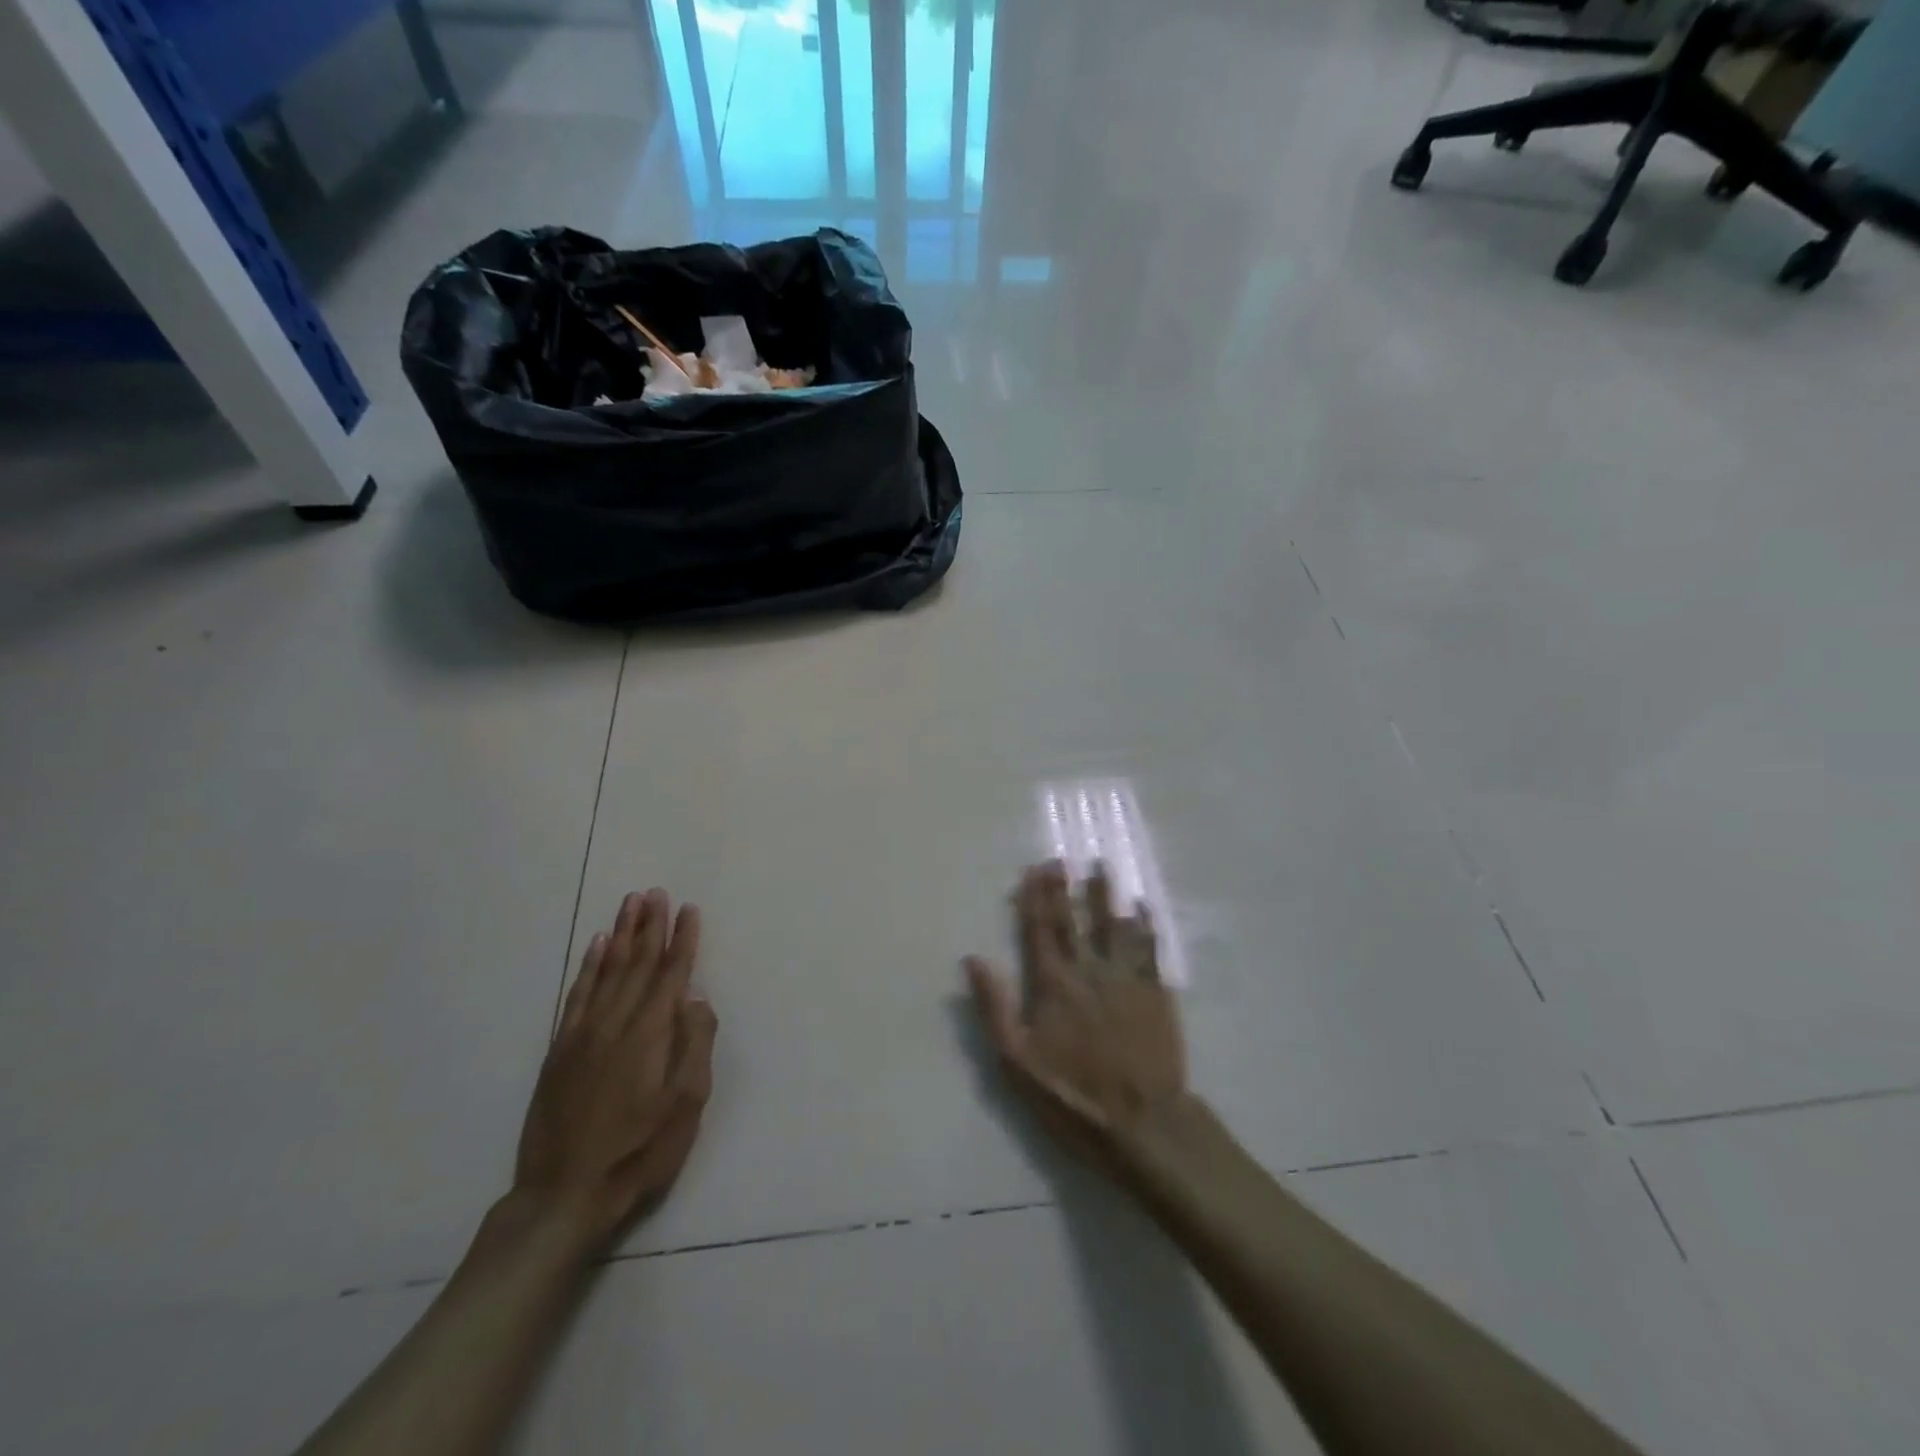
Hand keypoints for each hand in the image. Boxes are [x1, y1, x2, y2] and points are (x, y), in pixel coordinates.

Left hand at [513, 889, 716, 1253]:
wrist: (563, 1196)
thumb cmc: (638, 1152)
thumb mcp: (685, 1106)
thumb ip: (695, 1046)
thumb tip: (695, 1000)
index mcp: (650, 1034)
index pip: (671, 974)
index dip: (682, 940)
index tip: (689, 909)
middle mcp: (615, 1023)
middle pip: (636, 963)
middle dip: (650, 926)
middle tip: (656, 892)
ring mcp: (583, 1035)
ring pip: (606, 971)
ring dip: (620, 935)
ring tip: (630, 904)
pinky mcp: (560, 1051)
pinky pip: (576, 995)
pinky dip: (587, 967)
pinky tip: (594, 947)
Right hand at [965, 862, 1188, 1165]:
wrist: (1143, 1123)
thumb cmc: (1072, 1096)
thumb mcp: (1016, 1061)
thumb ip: (994, 1007)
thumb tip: (973, 959)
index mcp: (1053, 984)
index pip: (1040, 929)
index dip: (1036, 896)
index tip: (1035, 868)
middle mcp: (1089, 970)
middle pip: (1075, 919)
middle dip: (1066, 886)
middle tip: (1063, 857)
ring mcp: (1126, 978)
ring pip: (1114, 925)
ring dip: (1106, 894)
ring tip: (1102, 865)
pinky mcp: (1156, 992)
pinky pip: (1150, 948)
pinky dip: (1145, 925)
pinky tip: (1142, 907)